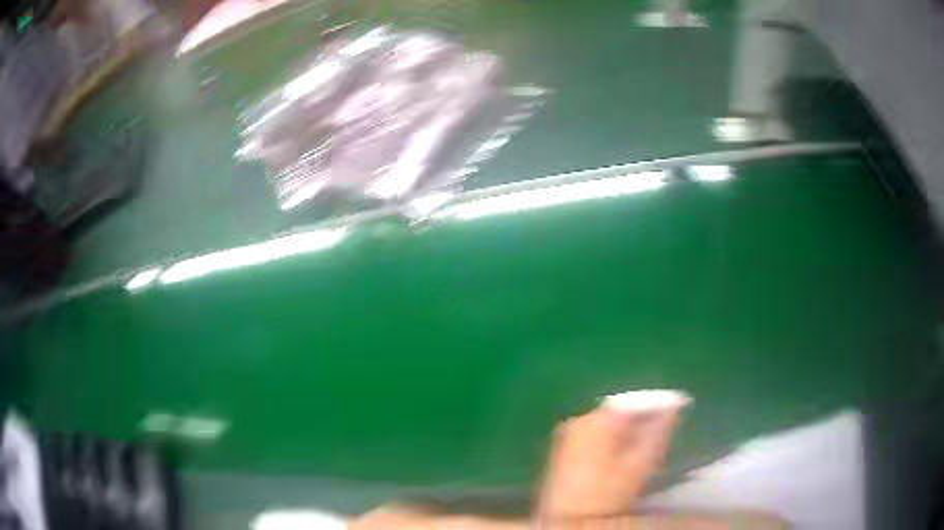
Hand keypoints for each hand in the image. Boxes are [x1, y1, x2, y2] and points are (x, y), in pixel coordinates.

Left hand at [536, 391, 687, 519]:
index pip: (634, 401)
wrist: (570, 520)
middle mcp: (580, 420)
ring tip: (650, 440)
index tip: (680, 406)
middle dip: (645, 416)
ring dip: (630, 428)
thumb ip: (659, 431)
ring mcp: (569, 435)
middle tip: (666, 426)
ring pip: (609, 423)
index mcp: (597, 420)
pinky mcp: (564, 451)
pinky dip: (614, 438)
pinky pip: (597, 434)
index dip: (660, 402)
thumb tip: (675, 406)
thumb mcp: (640, 463)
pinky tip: (625, 452)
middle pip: (621, 410)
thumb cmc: (608, 493)